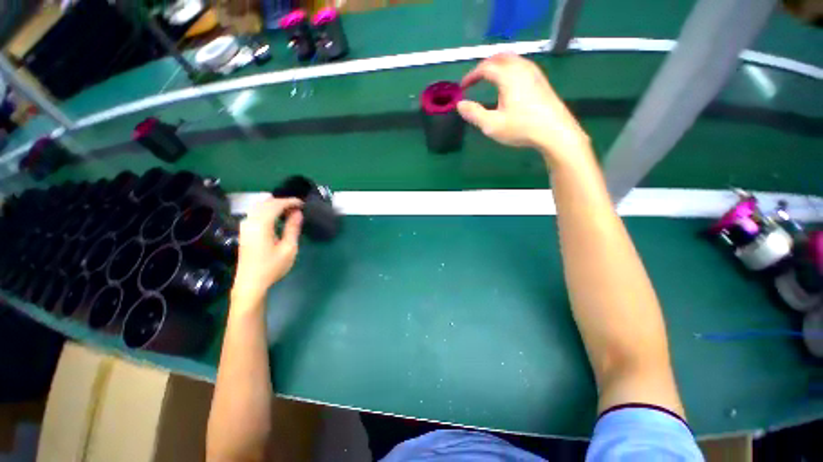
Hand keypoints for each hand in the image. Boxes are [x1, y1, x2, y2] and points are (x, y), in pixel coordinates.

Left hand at [231, 198, 303, 304]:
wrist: (250, 283)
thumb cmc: (272, 267)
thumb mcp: (289, 248)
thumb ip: (293, 228)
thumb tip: (298, 213)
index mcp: (261, 225)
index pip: (275, 205)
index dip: (290, 201)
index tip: (303, 203)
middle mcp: (250, 221)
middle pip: (266, 203)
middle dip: (282, 202)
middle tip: (298, 207)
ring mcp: (245, 226)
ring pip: (259, 207)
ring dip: (275, 205)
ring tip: (290, 211)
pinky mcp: (245, 231)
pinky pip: (256, 213)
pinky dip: (268, 210)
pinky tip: (277, 217)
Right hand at [457, 53, 590, 165]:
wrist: (555, 131)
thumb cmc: (521, 128)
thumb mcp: (492, 125)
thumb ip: (474, 114)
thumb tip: (460, 105)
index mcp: (508, 77)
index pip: (485, 68)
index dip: (471, 75)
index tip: (462, 87)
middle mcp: (521, 68)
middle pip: (500, 57)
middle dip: (484, 65)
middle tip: (475, 78)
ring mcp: (534, 73)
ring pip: (512, 59)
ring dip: (497, 65)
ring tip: (489, 77)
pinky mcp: (541, 80)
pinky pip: (521, 65)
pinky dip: (509, 68)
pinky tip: (509, 82)